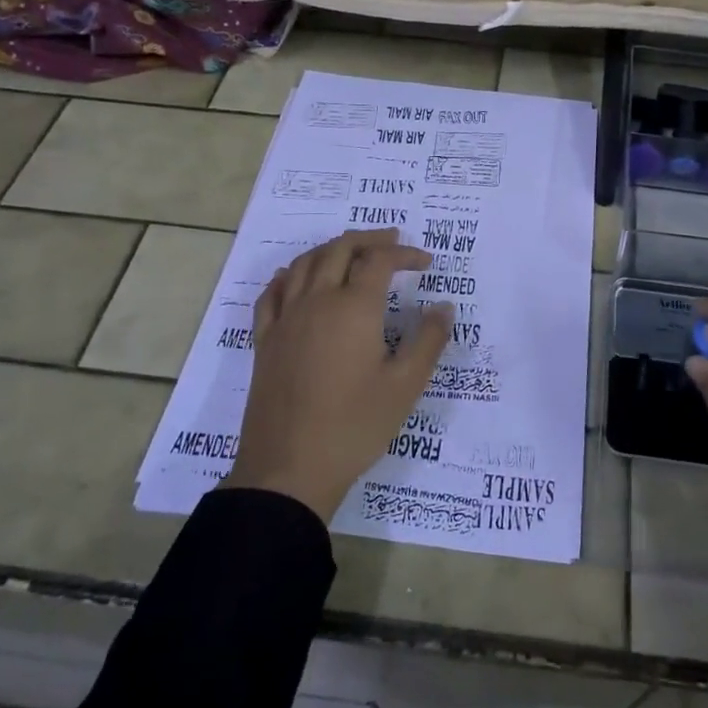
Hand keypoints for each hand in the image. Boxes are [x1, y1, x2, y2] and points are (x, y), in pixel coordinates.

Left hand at [221, 229, 451, 520]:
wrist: (289, 468)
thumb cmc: (355, 427)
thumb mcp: (405, 386)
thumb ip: (428, 340)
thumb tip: (443, 306)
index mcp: (354, 308)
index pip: (379, 260)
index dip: (404, 254)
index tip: (425, 263)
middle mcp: (317, 301)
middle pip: (340, 249)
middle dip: (369, 239)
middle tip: (392, 241)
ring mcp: (285, 319)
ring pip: (304, 263)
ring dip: (331, 249)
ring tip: (351, 252)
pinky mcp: (265, 340)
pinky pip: (272, 292)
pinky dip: (289, 275)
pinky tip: (296, 278)